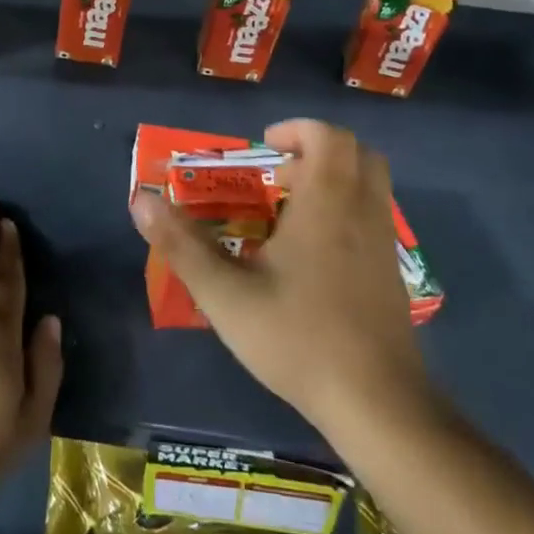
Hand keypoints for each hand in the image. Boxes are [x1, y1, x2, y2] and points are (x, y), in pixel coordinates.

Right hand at [130, 118, 435, 441]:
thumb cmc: (298, 339)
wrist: (376, 404)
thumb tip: (140, 200)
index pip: (328, 136)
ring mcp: (384, 244)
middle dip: (316, 150)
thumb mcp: (225, 295)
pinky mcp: (392, 274)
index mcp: (327, 204)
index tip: (263, 148)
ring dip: (334, 180)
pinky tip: (312, 255)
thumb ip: (181, 245)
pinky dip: (346, 211)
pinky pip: (373, 217)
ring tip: (289, 211)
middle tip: (278, 174)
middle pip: (357, 152)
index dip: (296, 130)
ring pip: (370, 185)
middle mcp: (362, 212)